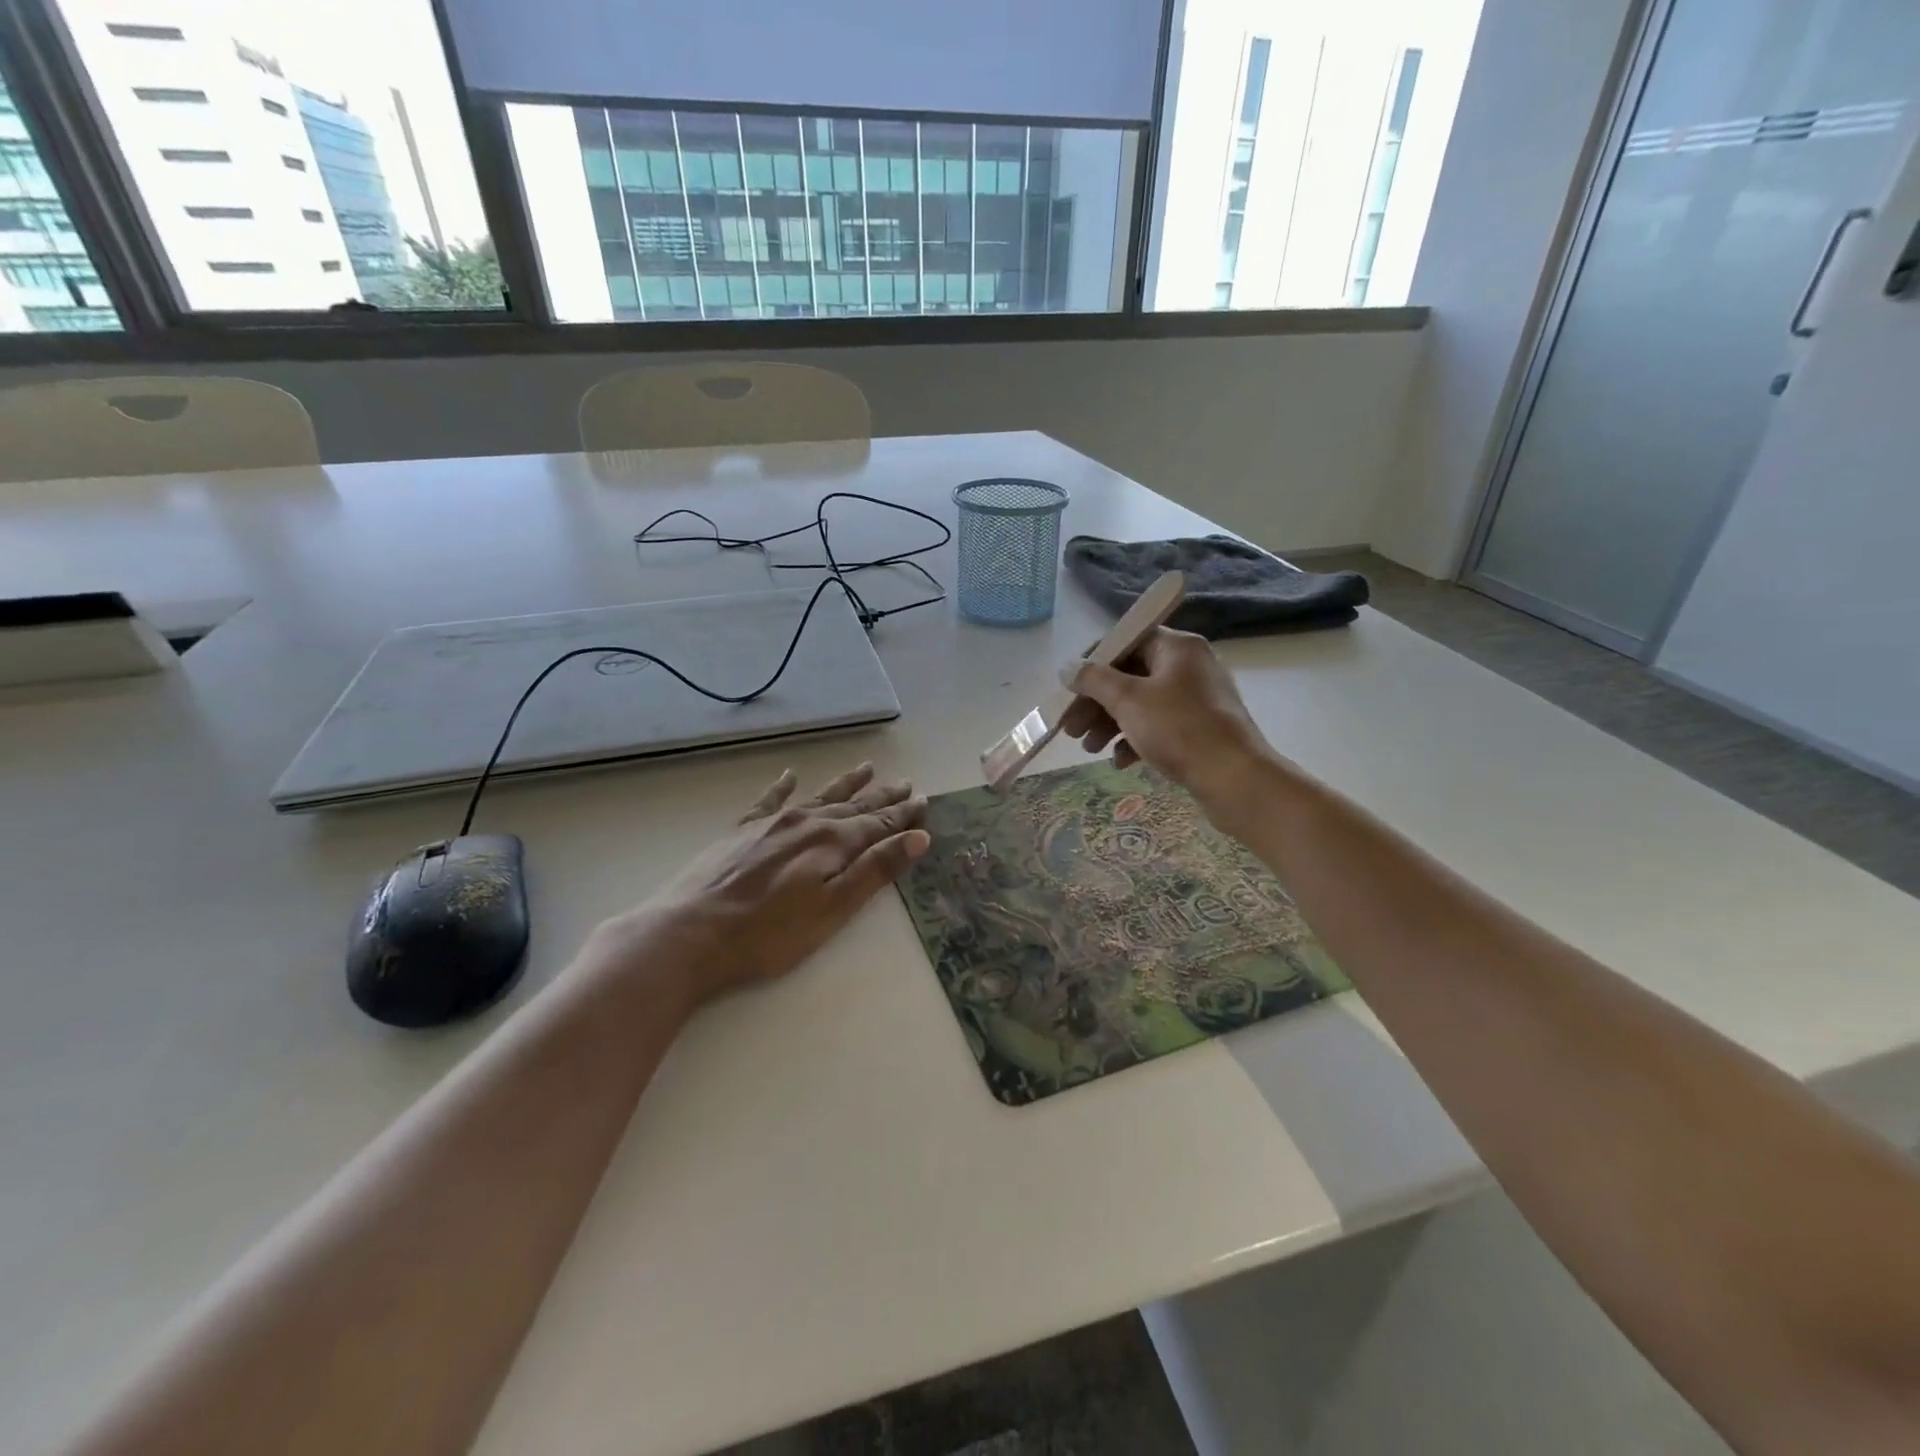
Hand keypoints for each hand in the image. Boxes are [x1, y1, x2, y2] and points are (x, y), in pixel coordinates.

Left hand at [583, 763, 928, 1008]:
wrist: (691, 932)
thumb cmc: (769, 933)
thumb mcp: (833, 909)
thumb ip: (875, 870)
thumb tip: (918, 837)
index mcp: (832, 843)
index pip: (878, 823)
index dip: (902, 814)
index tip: (923, 800)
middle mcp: (806, 822)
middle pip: (853, 806)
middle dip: (881, 796)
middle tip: (904, 783)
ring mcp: (771, 823)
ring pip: (819, 797)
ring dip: (845, 784)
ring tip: (866, 768)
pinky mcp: (741, 831)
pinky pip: (769, 800)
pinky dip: (783, 787)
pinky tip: (790, 776)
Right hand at [1058, 628, 1273, 818]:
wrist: (1235, 779)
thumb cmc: (1179, 729)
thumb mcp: (1128, 700)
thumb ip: (1093, 679)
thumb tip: (1067, 667)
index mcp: (1177, 647)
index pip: (1126, 640)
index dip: (1093, 662)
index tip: (1069, 687)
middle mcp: (1189, 666)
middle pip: (1130, 675)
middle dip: (1096, 702)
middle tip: (1072, 728)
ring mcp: (1197, 698)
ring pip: (1142, 703)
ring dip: (1110, 724)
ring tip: (1090, 749)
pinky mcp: (1201, 728)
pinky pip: (1159, 725)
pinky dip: (1136, 739)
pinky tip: (1120, 761)